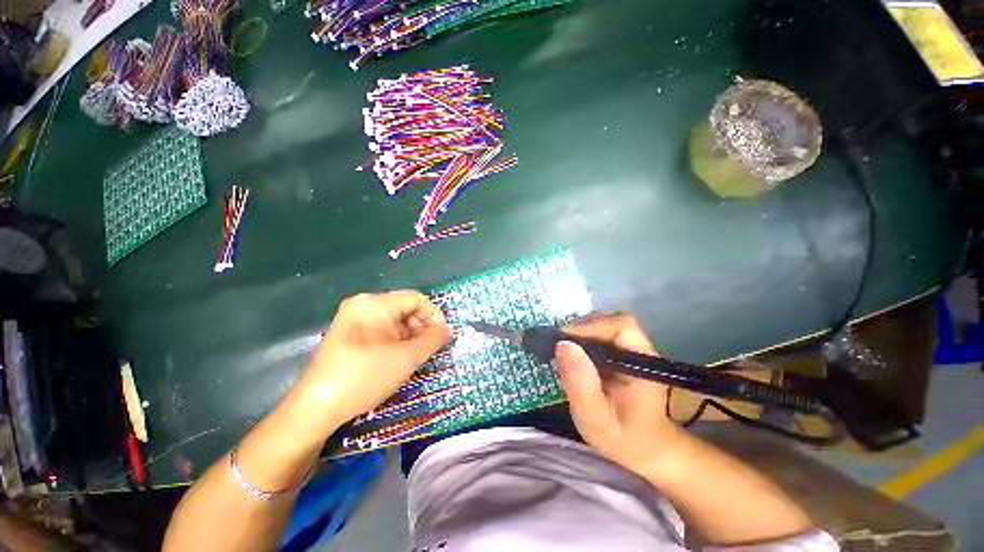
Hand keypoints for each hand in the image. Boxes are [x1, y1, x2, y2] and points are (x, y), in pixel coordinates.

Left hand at [295, 291, 451, 426]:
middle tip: (431, 349)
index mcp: (375, 303)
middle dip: (422, 327)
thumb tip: (448, 329)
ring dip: (410, 335)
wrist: (316, 408)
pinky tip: (399, 358)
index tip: (443, 336)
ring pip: (394, 320)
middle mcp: (363, 304)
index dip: (434, 315)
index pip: (416, 299)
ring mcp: (353, 318)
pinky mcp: (348, 333)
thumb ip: (433, 339)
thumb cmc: (365, 376)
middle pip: (405, 308)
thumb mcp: (407, 357)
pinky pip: (381, 329)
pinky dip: (395, 340)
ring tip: (416, 356)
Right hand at [556, 314, 685, 477]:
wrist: (647, 450)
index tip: (563, 341)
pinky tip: (573, 356)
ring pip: (604, 325)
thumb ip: (581, 385)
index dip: (590, 327)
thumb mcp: (597, 420)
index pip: (621, 326)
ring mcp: (633, 349)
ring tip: (563, 352)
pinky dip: (583, 340)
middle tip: (558, 348)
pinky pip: (601, 335)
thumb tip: (563, 345)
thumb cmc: (625, 440)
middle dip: (581, 329)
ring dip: (580, 333)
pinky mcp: (623, 353)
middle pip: (610, 321)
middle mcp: (640, 349)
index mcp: (642, 363)